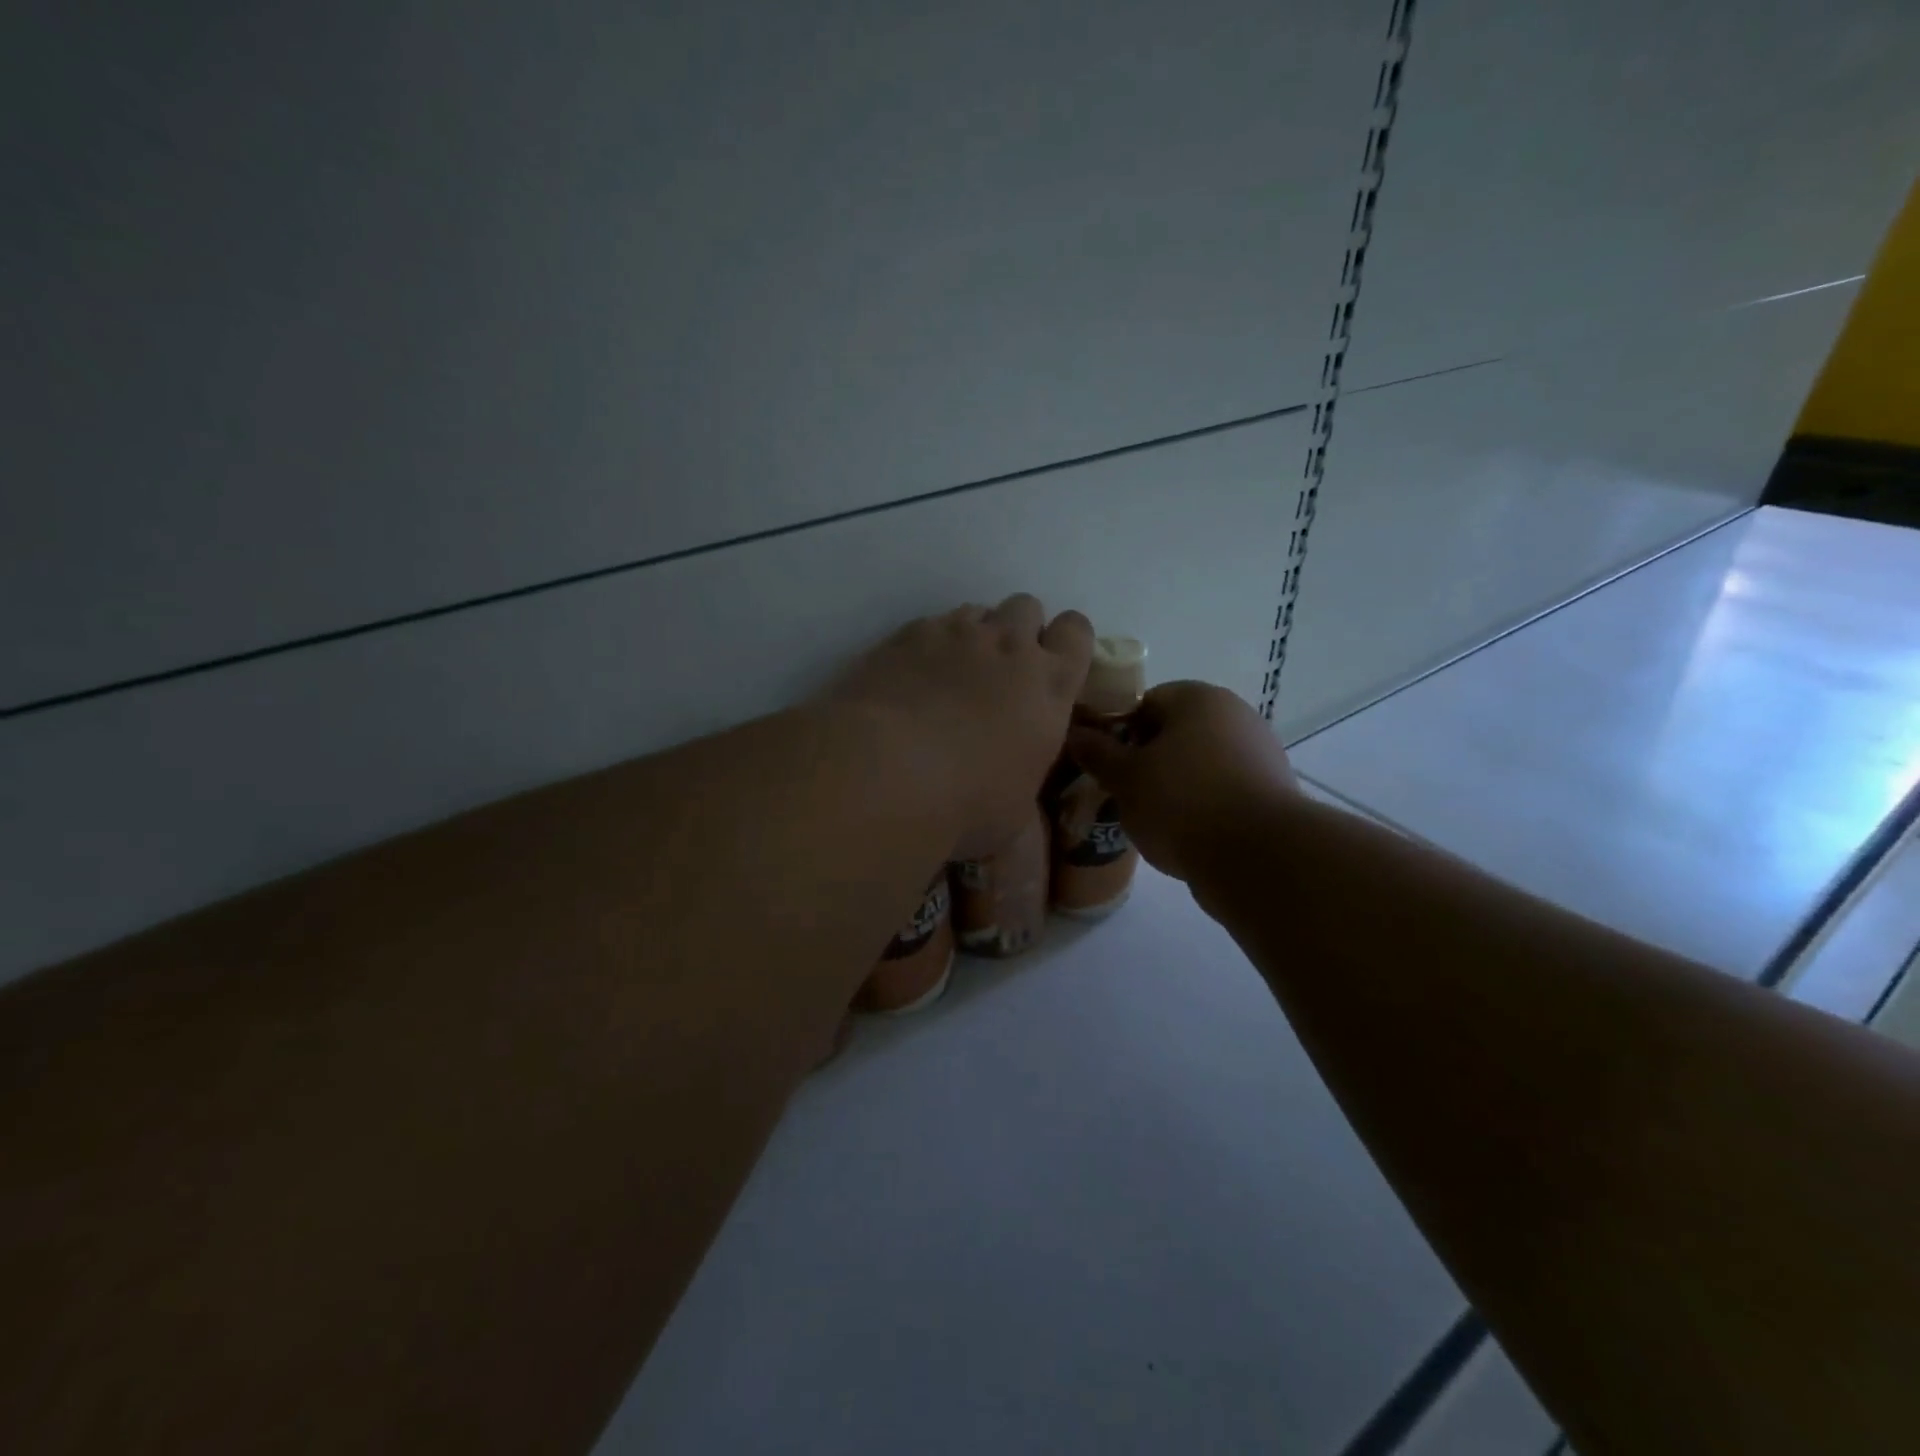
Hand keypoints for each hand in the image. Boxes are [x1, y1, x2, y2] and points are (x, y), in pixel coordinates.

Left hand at [826, 595, 1093, 857]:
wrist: (888, 775)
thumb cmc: (967, 805)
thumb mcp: (1017, 808)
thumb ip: (1025, 777)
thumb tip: (1016, 786)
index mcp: (1049, 686)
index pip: (1076, 631)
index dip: (1065, 641)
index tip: (1050, 666)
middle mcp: (1009, 647)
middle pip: (1027, 607)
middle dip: (1018, 630)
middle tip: (1000, 671)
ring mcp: (956, 634)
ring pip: (977, 611)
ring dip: (973, 635)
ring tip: (952, 674)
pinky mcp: (908, 635)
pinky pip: (930, 624)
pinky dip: (928, 644)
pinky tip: (911, 679)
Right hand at [1065, 680, 1296, 882]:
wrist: (1258, 857)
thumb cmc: (1182, 802)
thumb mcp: (1126, 778)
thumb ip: (1098, 753)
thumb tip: (1076, 733)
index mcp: (1199, 698)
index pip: (1145, 702)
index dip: (1118, 731)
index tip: (1105, 764)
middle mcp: (1234, 715)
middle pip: (1174, 733)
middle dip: (1146, 760)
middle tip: (1122, 793)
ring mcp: (1258, 753)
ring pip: (1198, 764)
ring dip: (1173, 785)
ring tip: (1150, 819)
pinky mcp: (1270, 792)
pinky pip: (1222, 790)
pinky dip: (1201, 806)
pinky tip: (1184, 834)